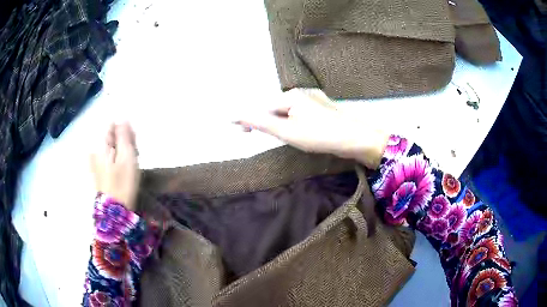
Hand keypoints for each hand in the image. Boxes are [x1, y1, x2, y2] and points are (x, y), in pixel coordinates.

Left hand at [90, 123, 139, 210]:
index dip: (126, 131)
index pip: (113, 126)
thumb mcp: (127, 156)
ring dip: (123, 152)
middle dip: (125, 142)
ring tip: (131, 165)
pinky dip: (119, 160)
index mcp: (101, 145)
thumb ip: (124, 135)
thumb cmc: (123, 182)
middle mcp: (95, 150)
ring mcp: (95, 161)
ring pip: (113, 148)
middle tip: (135, 156)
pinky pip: (110, 157)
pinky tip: (125, 170)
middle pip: (112, 137)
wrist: (115, 210)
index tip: (134, 144)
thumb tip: (123, 118)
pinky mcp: (98, 171)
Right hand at [235, 89, 388, 168]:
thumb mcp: (286, 131)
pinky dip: (292, 122)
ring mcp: (313, 99)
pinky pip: (299, 113)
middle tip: (254, 135)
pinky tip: (297, 131)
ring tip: (278, 135)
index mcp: (290, 95)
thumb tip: (236, 115)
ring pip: (287, 111)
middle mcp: (301, 92)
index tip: (239, 131)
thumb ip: (261, 123)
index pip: (262, 106)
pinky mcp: (322, 108)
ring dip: (278, 122)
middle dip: (264, 120)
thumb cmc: (319, 135)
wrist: (356, 138)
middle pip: (274, 106)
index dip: (250, 118)